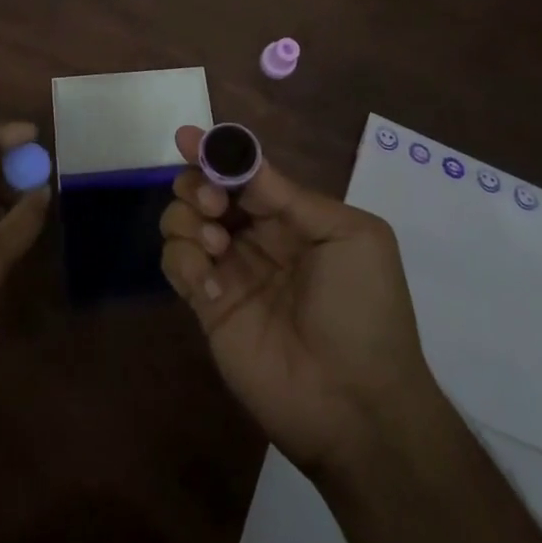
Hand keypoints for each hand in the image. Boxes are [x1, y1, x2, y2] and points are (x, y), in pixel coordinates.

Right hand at [159, 125, 438, 475]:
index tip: (187, 138)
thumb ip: (292, 197)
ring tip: (215, 245)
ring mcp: (230, 271)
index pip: (247, 173)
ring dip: (188, 219)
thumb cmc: (365, 310)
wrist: (357, 404)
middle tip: (213, 204)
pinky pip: (176, 265)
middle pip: (207, 189)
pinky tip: (211, 285)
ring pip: (183, 221)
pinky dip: (183, 261)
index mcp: (293, 217)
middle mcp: (257, 238)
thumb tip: (244, 162)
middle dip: (199, 183)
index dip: (218, 153)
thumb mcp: (351, 237)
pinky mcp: (208, 307)